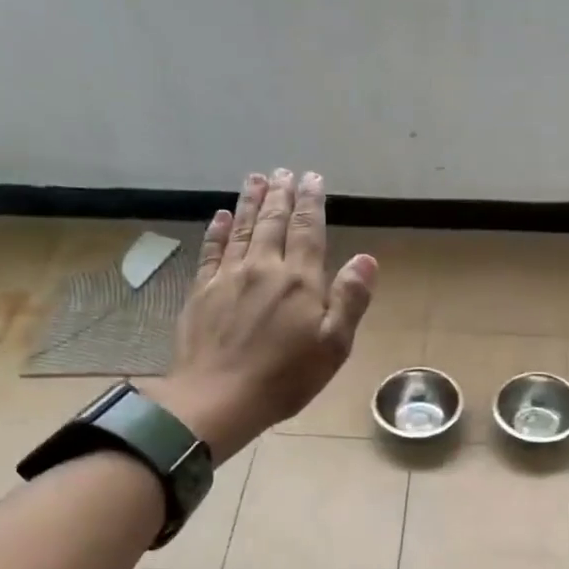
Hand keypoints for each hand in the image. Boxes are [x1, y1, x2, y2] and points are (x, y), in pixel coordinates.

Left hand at [144, 168, 376, 460]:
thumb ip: (350, 300)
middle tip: (285, 171)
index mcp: (299, 281)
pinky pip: (212, 250)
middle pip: (273, 223)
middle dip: (281, 194)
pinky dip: (218, 230)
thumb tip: (366, 259)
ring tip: (257, 178)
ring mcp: (228, 277)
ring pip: (243, 229)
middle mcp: (263, 268)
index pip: (308, 231)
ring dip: (251, 202)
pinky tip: (221, 216)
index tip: (313, 178)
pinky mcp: (202, 291)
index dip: (311, 203)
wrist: (218, 397)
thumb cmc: (285, 378)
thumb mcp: (333, 346)